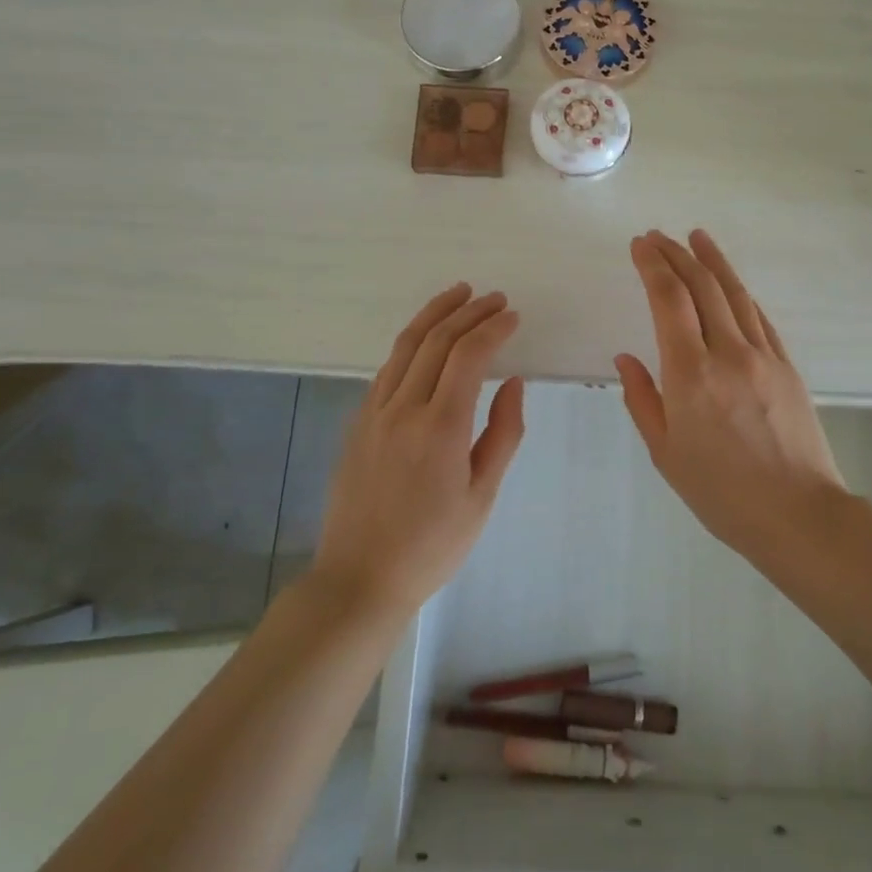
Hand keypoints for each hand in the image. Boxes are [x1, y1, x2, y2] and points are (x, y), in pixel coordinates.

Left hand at [314, 283, 525, 617]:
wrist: (360, 577)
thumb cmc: (432, 545)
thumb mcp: (482, 496)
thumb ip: (502, 433)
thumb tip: (512, 382)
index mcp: (440, 427)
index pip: (468, 356)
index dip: (493, 328)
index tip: (513, 316)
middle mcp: (403, 408)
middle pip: (436, 340)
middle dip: (469, 312)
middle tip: (495, 298)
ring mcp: (374, 412)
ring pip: (406, 345)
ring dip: (434, 314)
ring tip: (459, 294)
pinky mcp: (358, 422)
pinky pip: (388, 368)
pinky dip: (411, 342)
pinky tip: (425, 339)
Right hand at [615, 230, 844, 556]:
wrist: (799, 514)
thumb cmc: (722, 492)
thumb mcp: (666, 453)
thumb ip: (642, 400)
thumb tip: (626, 358)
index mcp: (690, 374)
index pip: (668, 300)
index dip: (653, 266)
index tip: (639, 244)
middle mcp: (727, 352)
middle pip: (702, 287)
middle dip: (676, 254)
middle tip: (658, 236)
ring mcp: (763, 356)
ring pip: (736, 294)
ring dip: (712, 261)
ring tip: (696, 236)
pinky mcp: (787, 365)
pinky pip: (760, 317)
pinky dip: (741, 293)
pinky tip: (732, 284)